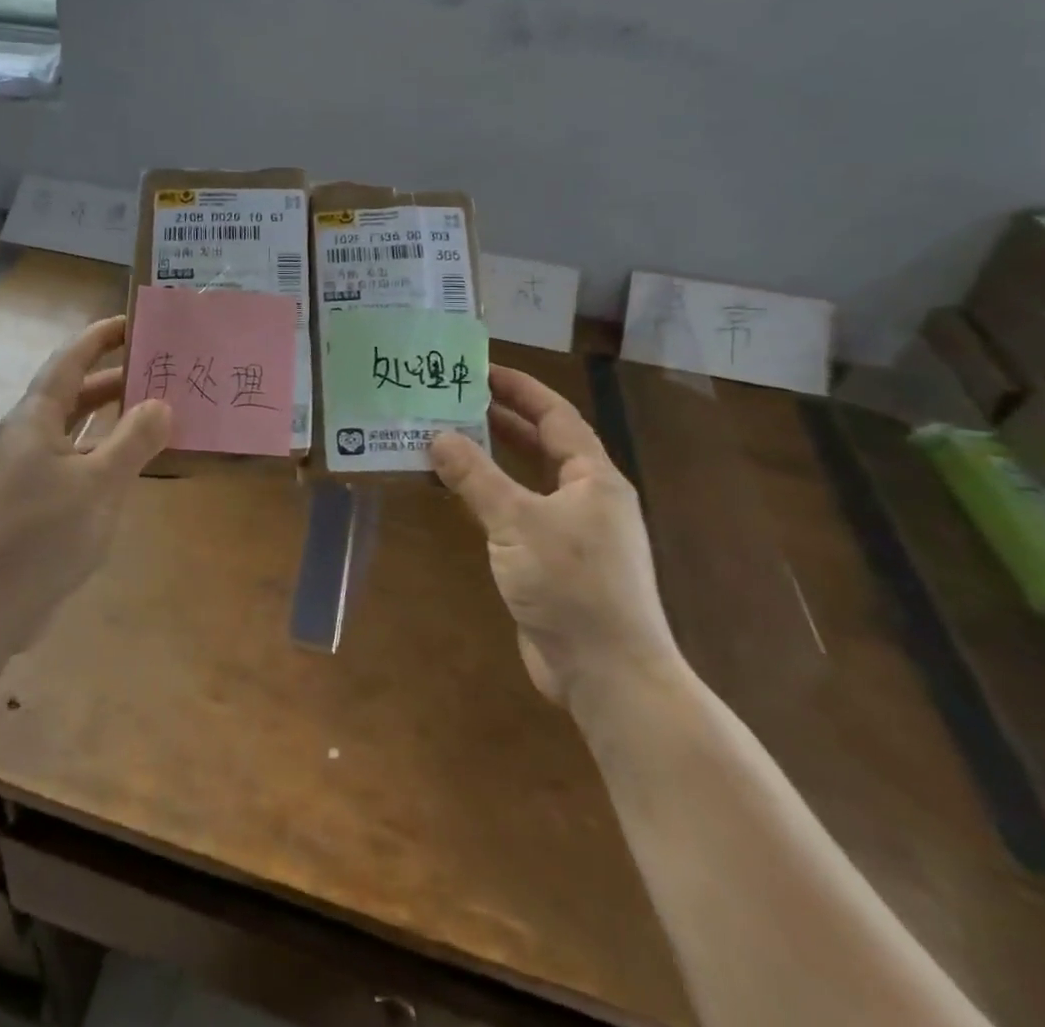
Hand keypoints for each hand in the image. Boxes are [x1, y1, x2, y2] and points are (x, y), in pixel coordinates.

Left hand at [0, 316, 171, 652]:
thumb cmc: (40, 535)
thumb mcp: (98, 484)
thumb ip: (133, 440)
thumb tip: (162, 403)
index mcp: (34, 418)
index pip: (69, 360)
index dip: (101, 337)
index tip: (135, 322)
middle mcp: (27, 436)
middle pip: (73, 392)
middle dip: (114, 378)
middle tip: (159, 370)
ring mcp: (26, 470)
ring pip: (74, 429)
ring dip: (110, 417)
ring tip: (154, 411)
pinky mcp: (31, 502)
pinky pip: (73, 461)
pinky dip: (102, 453)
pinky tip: (128, 465)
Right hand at [429, 368, 680, 706]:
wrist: (607, 674)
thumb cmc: (571, 585)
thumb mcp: (517, 521)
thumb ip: (476, 477)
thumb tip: (437, 436)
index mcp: (592, 478)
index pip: (555, 416)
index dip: (519, 389)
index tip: (480, 369)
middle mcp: (586, 498)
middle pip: (542, 444)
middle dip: (502, 420)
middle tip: (455, 399)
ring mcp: (572, 533)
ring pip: (528, 480)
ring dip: (492, 460)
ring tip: (448, 437)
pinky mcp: (552, 563)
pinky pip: (517, 514)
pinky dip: (489, 498)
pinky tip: (458, 495)